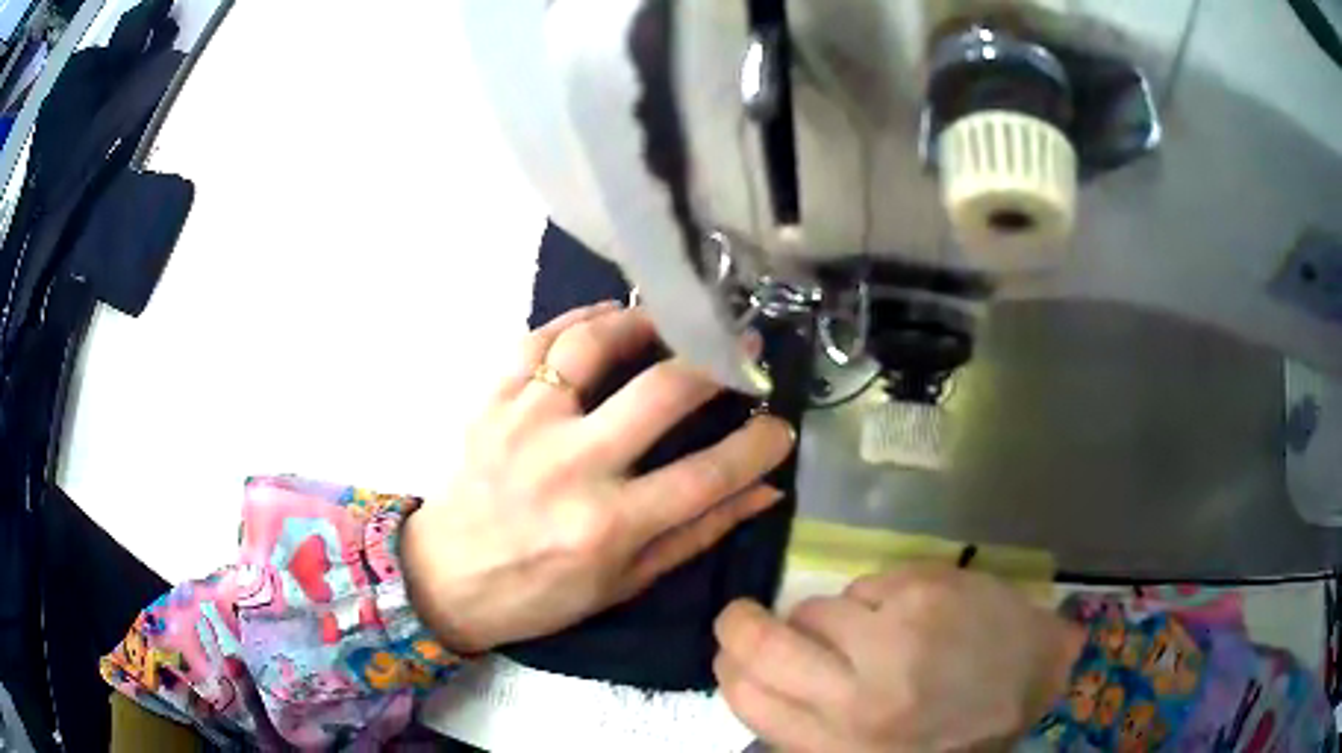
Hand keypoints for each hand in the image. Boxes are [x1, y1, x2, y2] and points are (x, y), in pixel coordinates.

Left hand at [402, 302, 793, 652]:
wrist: (447, 576)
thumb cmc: (541, 593)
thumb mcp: (625, 582)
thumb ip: (697, 532)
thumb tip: (764, 490)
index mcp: (609, 525)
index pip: (709, 474)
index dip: (759, 445)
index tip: (780, 426)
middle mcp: (570, 466)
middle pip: (662, 392)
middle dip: (717, 363)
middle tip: (741, 351)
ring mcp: (525, 424)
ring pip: (594, 345)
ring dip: (645, 322)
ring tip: (673, 320)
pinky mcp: (492, 402)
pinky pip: (539, 340)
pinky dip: (579, 319)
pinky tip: (607, 318)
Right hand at [714, 566, 1084, 751]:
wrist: (1034, 679)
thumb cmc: (951, 730)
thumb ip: (811, 729)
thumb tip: (758, 681)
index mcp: (843, 745)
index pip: (747, 698)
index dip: (728, 669)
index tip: (732, 656)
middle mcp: (861, 695)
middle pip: (761, 643)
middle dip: (741, 624)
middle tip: (746, 617)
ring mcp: (895, 635)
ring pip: (815, 608)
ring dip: (828, 619)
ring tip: (868, 633)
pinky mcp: (925, 588)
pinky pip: (864, 585)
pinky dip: (875, 599)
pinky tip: (909, 615)